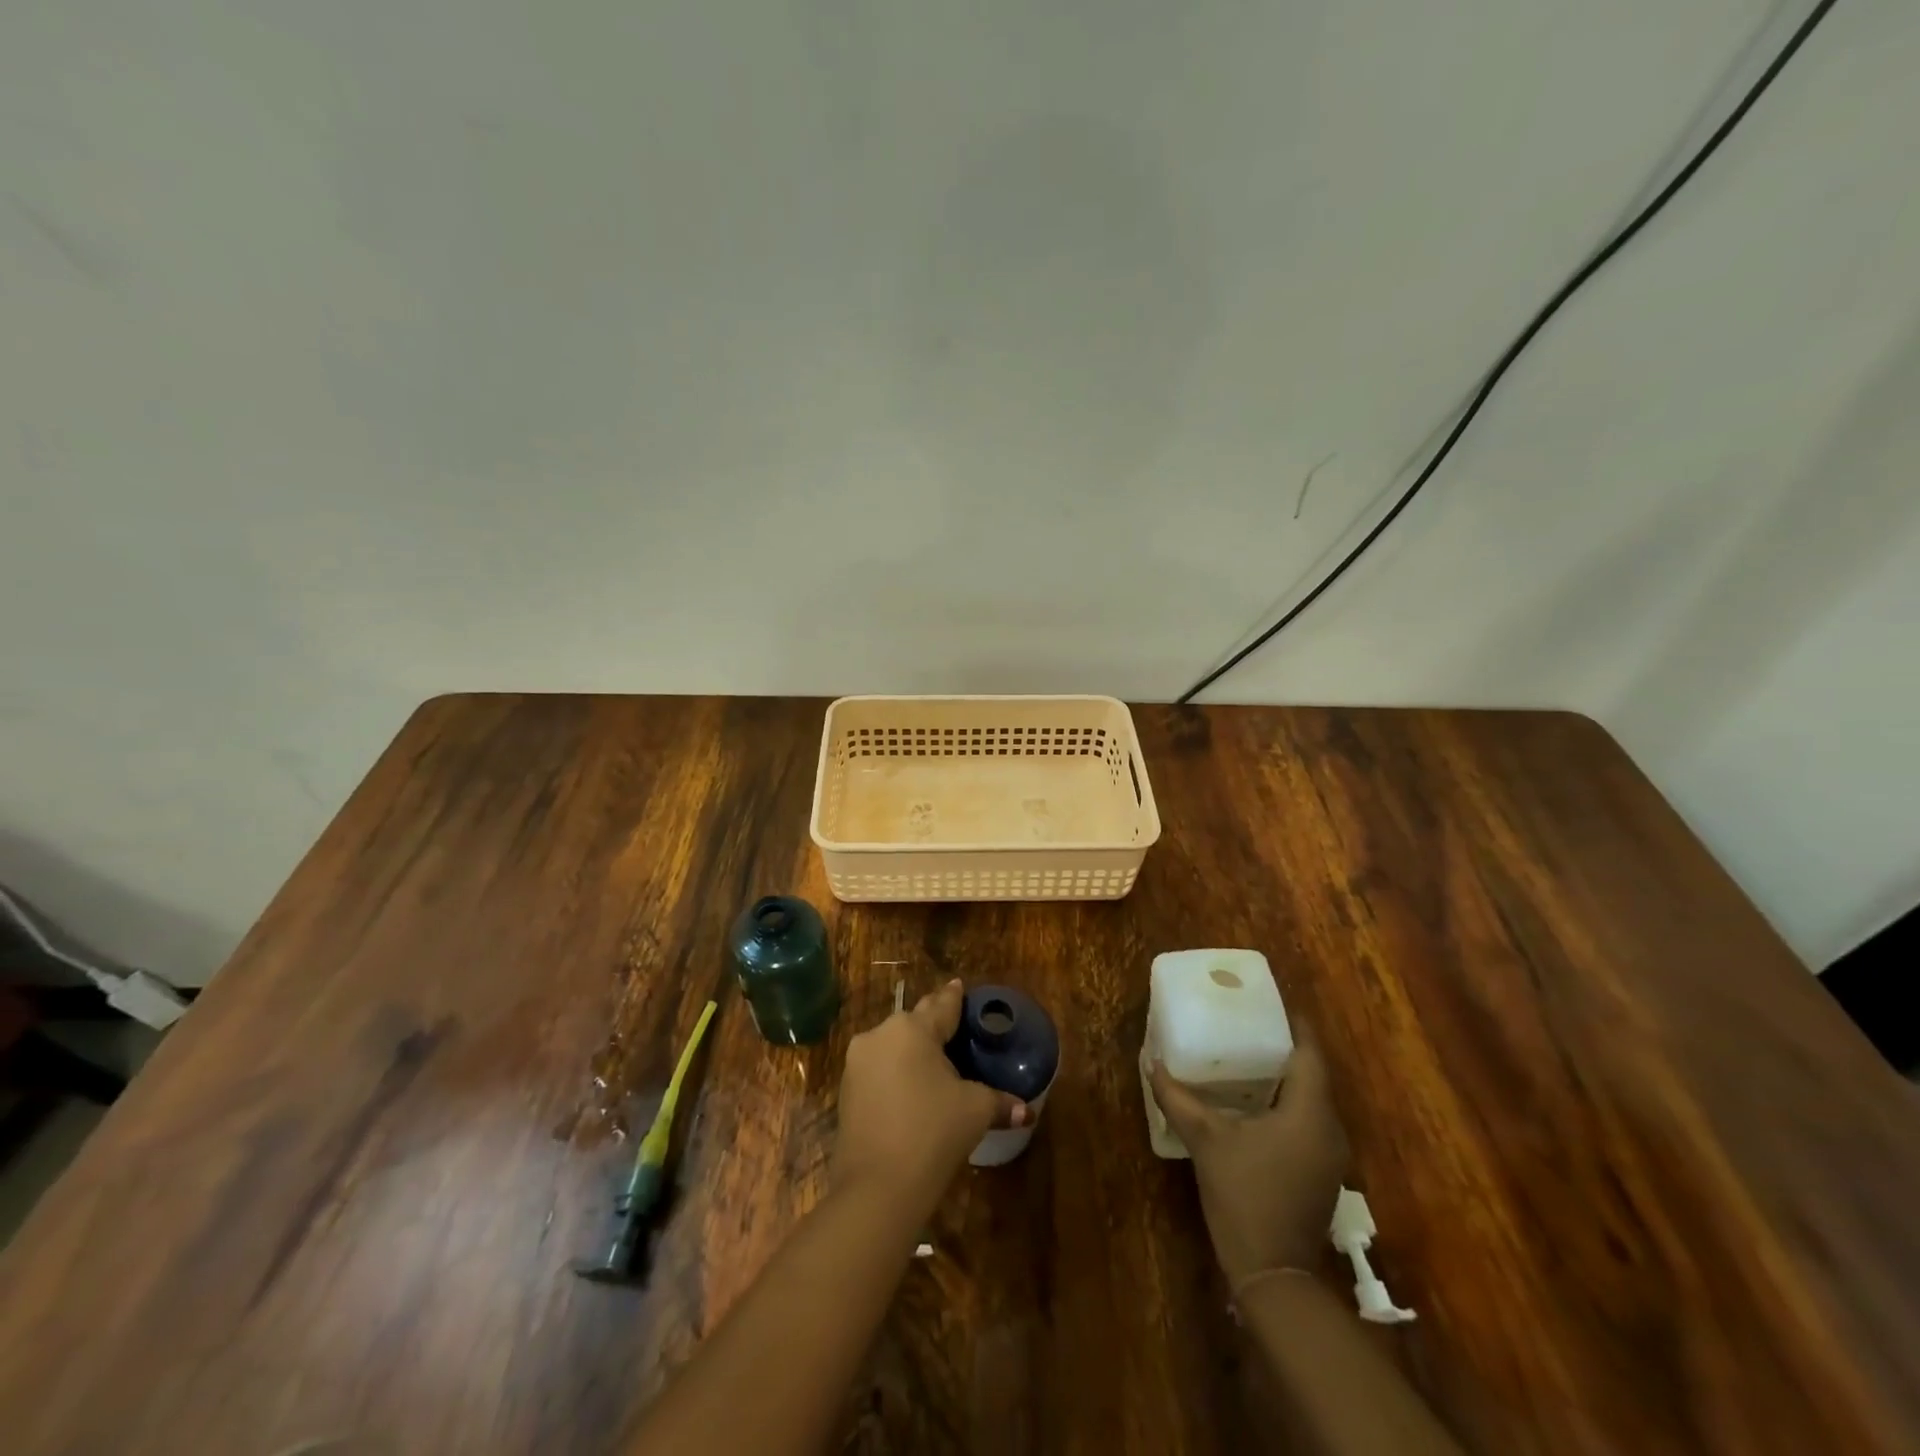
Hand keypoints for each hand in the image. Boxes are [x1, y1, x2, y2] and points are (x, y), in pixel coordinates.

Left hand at [833, 980, 1025, 1207]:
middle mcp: (881, 1035)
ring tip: (933, 1062)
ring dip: (912, 1051)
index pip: (941, 1005)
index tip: (958, 985)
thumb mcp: (974, 1111)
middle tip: (954, 1028)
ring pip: (892, 1045)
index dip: (954, 996)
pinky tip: (910, 1088)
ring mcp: (858, 1063)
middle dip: (933, 1024)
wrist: (876, 1187)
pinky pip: (878, 1070)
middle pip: (914, 1022)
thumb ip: (999, 1101)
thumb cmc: (932, 1133)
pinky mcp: (846, 1090)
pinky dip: (896, 1073)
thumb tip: (1025, 1110)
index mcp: (913, 1029)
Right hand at [1150, 1023, 1348, 1283]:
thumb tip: (1152, 1063)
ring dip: (1284, 1078)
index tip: (1270, 1002)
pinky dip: (1285, 1103)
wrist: (1273, 1274)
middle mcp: (1328, 1128)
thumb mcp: (1206, 1141)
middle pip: (1312, 1075)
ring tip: (1247, 1055)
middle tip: (1248, 1024)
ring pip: (1310, 1100)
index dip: (1294, 1025)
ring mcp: (1328, 1154)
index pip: (1310, 1054)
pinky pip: (1307, 1121)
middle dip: (1284, 1048)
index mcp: (1309, 1112)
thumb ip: (1178, 1098)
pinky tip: (1254, 1102)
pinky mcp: (1319, 1172)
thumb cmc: (1245, 1196)